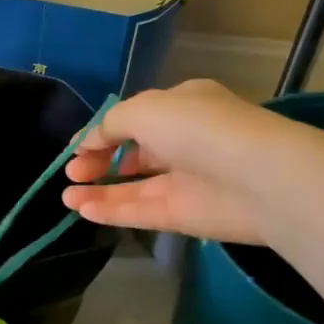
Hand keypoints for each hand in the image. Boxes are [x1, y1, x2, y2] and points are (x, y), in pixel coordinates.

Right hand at [61, 80, 286, 242]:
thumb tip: (90, 142)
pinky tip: (82, 210)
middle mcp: (183, 142)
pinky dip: (111, 210)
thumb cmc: (198, 129)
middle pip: (133, 153)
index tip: (75, 148)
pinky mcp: (184, 216)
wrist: (257, 178)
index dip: (103, 132)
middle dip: (98, 160)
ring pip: (133, 186)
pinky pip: (140, 212)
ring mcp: (185, 181)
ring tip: (65, 196)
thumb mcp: (144, 109)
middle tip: (71, 172)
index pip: (136, 119)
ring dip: (98, 189)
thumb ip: (111, 124)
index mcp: (182, 107)